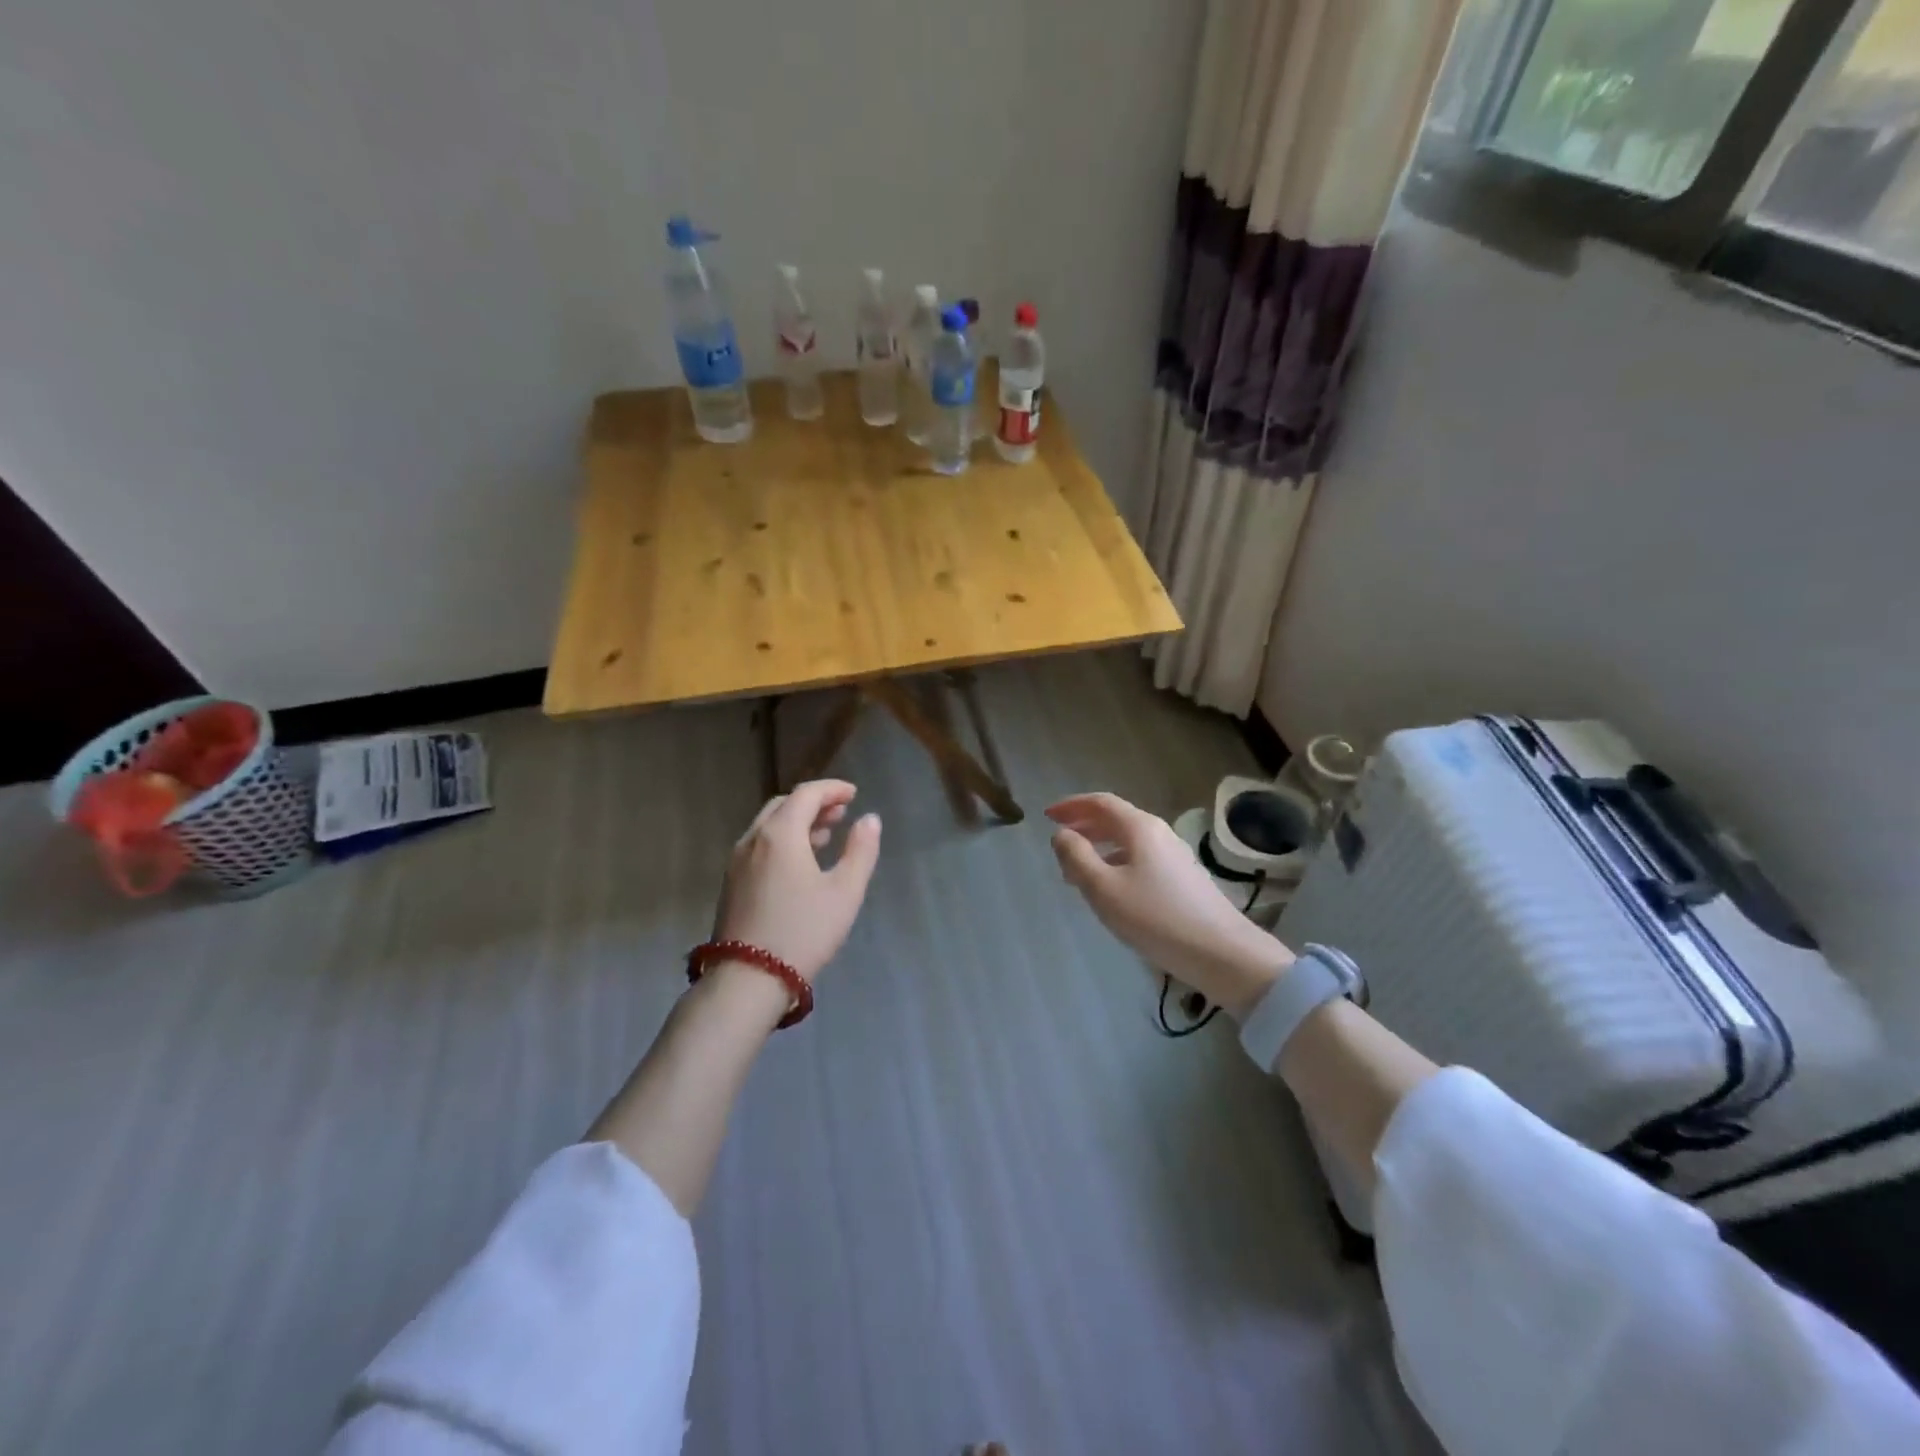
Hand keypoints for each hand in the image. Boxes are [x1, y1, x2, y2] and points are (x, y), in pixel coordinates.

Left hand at [712, 780, 881, 982]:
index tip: (854, 794)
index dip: (832, 789)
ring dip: (797, 822)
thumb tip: (870, 819)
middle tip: (841, 812)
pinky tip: (799, 863)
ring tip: (825, 834)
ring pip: (769, 827)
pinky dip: (782, 840)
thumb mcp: (845, 892)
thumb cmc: (803, 931)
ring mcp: (737, 862)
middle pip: (784, 806)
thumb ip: (861, 851)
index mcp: (780, 834)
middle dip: (814, 803)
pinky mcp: (731, 883)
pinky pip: (759, 846)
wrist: (748, 979)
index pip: (806, 794)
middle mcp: (753, 839)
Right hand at [1047, 792, 1292, 1019]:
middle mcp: (1159, 833)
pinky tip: (1110, 887)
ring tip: (1076, 870)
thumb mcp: (1104, 889)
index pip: (1100, 803)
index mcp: (1139, 827)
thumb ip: (1077, 857)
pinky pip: (1140, 858)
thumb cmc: (1155, 917)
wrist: (1221, 953)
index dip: (1071, 805)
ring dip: (1099, 847)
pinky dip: (1116, 861)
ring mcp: (1174, 855)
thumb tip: (1062, 834)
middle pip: (1115, 818)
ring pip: (1128, 840)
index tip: (1047, 816)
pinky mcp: (1182, 877)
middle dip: (1084, 825)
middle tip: (1058, 840)